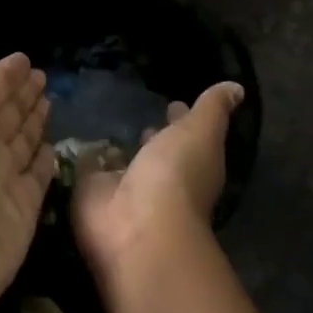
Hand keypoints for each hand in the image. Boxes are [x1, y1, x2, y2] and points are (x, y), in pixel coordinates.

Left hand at [0, 33, 54, 312]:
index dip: (3, 73)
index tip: (23, 58)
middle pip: (5, 112)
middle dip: (21, 94)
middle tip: (43, 76)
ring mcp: (2, 175)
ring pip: (21, 139)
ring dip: (33, 120)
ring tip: (50, 102)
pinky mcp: (23, 204)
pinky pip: (38, 173)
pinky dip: (44, 159)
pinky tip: (52, 146)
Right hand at [72, 82, 243, 278]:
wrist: (136, 224)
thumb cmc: (176, 176)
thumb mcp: (200, 133)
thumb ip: (212, 109)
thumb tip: (237, 87)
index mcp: (188, 162)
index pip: (184, 134)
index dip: (181, 118)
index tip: (174, 102)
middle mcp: (158, 176)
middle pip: (154, 150)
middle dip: (149, 136)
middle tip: (137, 115)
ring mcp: (123, 187)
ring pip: (121, 160)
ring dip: (115, 147)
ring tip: (101, 121)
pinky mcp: (90, 192)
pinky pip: (86, 168)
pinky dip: (83, 157)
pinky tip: (74, 139)